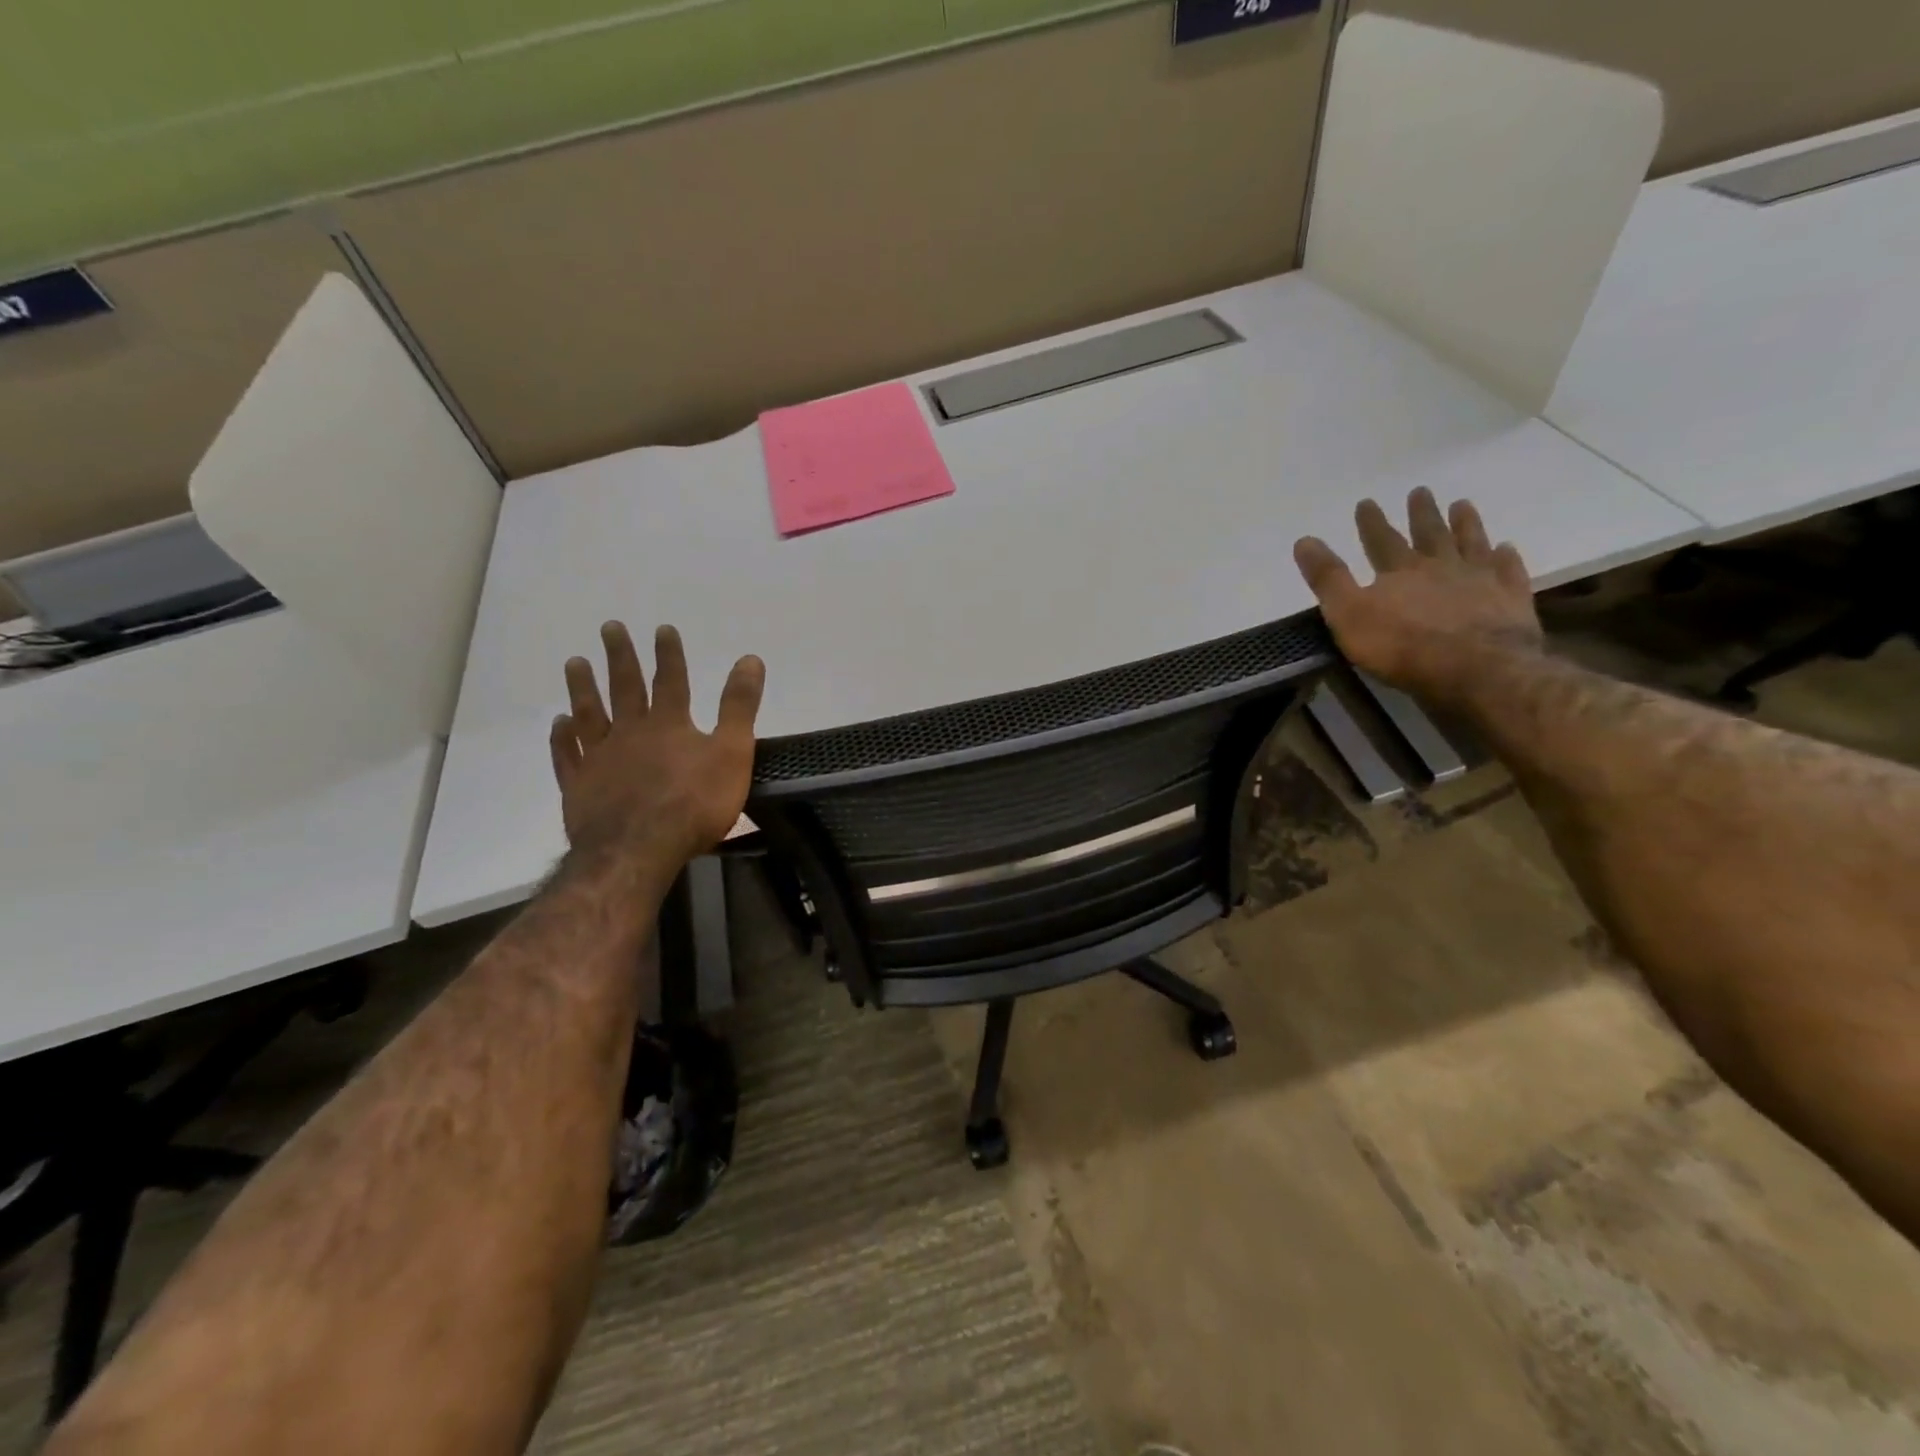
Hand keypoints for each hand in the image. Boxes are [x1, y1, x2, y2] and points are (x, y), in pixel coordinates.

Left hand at [549, 623, 765, 870]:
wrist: (639, 849)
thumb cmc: (694, 804)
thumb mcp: (732, 753)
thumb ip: (739, 707)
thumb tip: (750, 659)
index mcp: (669, 724)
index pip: (670, 680)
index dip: (668, 654)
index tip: (662, 628)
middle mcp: (630, 732)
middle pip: (624, 687)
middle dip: (620, 656)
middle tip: (609, 628)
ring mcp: (599, 758)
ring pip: (589, 714)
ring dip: (582, 687)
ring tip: (574, 662)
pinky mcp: (579, 786)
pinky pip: (567, 755)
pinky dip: (562, 738)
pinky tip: (559, 724)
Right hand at [1293, 489, 1543, 707]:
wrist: (1476, 669)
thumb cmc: (1402, 646)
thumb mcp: (1348, 614)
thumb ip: (1328, 578)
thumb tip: (1304, 540)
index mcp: (1400, 571)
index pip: (1381, 540)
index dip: (1371, 522)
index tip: (1366, 502)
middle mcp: (1441, 567)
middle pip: (1430, 534)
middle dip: (1421, 513)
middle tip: (1420, 491)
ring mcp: (1480, 580)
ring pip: (1471, 544)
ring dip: (1466, 524)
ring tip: (1462, 505)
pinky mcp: (1511, 600)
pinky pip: (1509, 571)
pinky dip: (1506, 558)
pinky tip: (1507, 548)